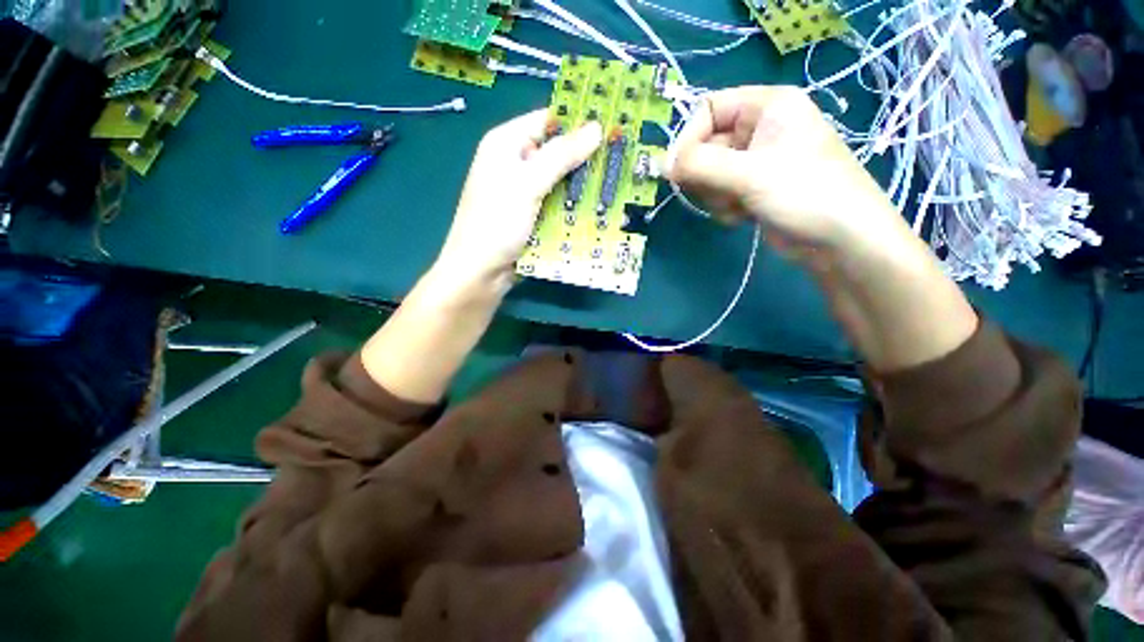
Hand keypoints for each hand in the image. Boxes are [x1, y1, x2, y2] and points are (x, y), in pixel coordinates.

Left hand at [435, 109, 602, 290]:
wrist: (481, 272)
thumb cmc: (497, 222)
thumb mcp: (528, 184)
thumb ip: (561, 156)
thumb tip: (596, 128)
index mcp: (506, 144)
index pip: (547, 122)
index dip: (577, 123)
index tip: (612, 127)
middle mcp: (515, 164)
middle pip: (556, 153)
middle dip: (585, 159)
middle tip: (621, 161)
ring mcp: (524, 193)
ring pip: (560, 182)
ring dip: (582, 186)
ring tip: (616, 185)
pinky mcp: (531, 217)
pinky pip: (557, 204)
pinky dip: (573, 206)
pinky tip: (597, 209)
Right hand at [667, 86, 904, 259]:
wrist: (840, 240)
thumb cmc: (804, 193)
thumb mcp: (749, 174)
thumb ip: (700, 165)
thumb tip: (661, 166)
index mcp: (767, 106)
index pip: (708, 109)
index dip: (688, 139)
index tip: (676, 172)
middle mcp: (760, 129)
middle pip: (706, 145)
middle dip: (705, 174)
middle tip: (718, 192)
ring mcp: (756, 161)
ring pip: (709, 173)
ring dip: (715, 195)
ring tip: (738, 206)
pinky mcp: (753, 188)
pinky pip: (720, 191)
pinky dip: (724, 207)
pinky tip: (743, 216)